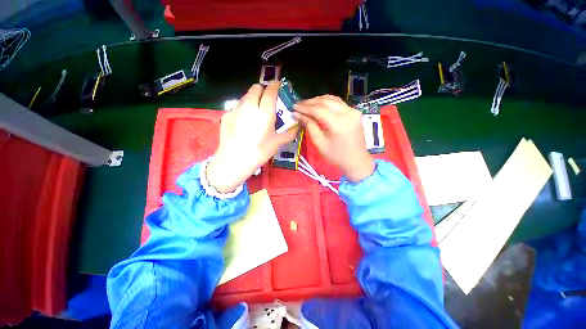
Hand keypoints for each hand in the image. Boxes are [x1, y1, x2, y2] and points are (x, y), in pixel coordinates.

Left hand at [207, 82, 297, 192]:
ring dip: (253, 99)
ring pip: (246, 96)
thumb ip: (290, 132)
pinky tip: (244, 123)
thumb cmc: (259, 152)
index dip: (275, 86)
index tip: (278, 86)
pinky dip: (243, 109)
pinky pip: (237, 107)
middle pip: (256, 88)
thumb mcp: (278, 143)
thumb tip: (297, 126)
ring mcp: (236, 109)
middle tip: (267, 99)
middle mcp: (249, 106)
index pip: (270, 90)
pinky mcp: (226, 115)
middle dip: (263, 89)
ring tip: (256, 112)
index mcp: (264, 111)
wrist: (234, 161)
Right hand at [294, 95, 374, 181]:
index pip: (318, 109)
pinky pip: (338, 103)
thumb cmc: (336, 156)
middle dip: (310, 102)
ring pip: (332, 99)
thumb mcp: (319, 143)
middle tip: (298, 106)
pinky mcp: (355, 112)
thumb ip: (309, 126)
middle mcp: (348, 113)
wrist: (356, 161)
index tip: (294, 107)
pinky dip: (327, 102)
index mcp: (339, 123)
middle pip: (325, 101)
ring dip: (318, 100)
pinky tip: (318, 105)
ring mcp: (353, 111)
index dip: (304, 108)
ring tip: (306, 105)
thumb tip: (298, 114)